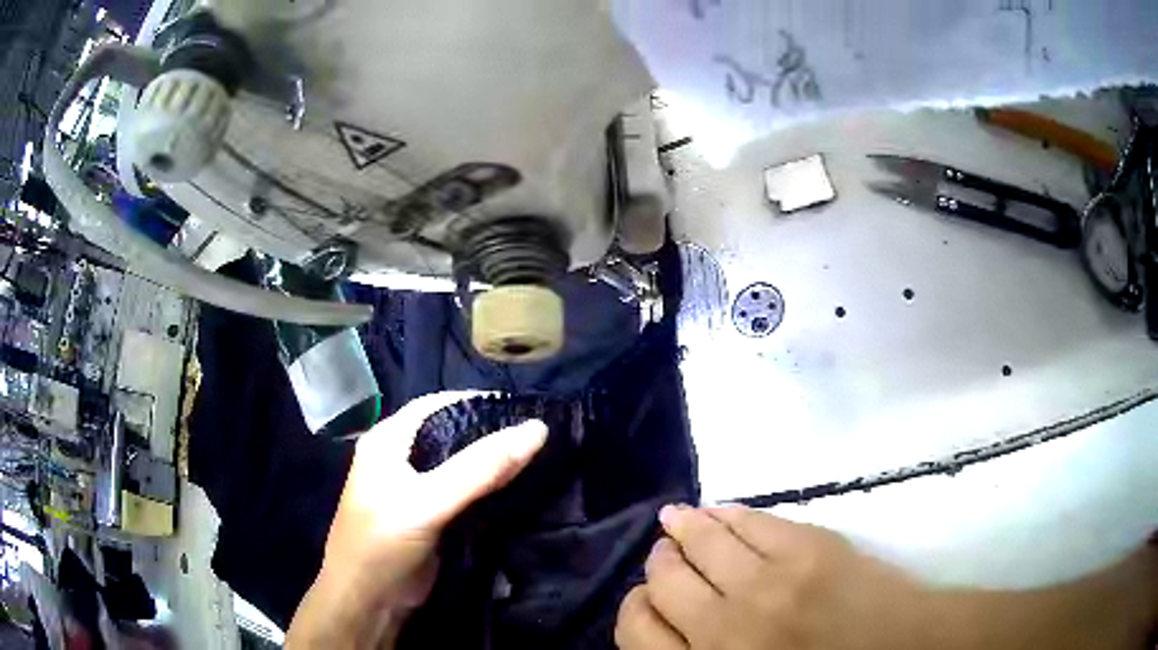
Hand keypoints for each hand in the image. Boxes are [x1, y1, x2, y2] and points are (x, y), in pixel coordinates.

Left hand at [286, 392, 546, 649]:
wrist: (368, 602)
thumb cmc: (383, 543)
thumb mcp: (427, 502)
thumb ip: (479, 468)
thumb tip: (537, 429)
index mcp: (389, 440)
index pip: (438, 405)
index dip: (478, 402)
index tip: (525, 408)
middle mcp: (401, 458)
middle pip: (452, 433)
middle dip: (491, 433)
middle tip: (538, 436)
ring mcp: (416, 489)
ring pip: (461, 464)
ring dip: (493, 462)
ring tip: (538, 457)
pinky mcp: (431, 516)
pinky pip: (465, 492)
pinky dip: (490, 488)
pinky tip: (519, 487)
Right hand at [615, 505, 925, 649]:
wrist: (901, 648)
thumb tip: (670, 626)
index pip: (637, 632)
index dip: (636, 610)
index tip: (645, 600)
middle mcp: (726, 629)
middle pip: (664, 583)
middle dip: (659, 565)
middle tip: (663, 555)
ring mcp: (769, 584)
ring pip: (703, 543)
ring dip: (684, 529)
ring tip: (677, 520)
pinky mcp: (808, 548)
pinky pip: (751, 521)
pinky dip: (727, 513)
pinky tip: (718, 511)